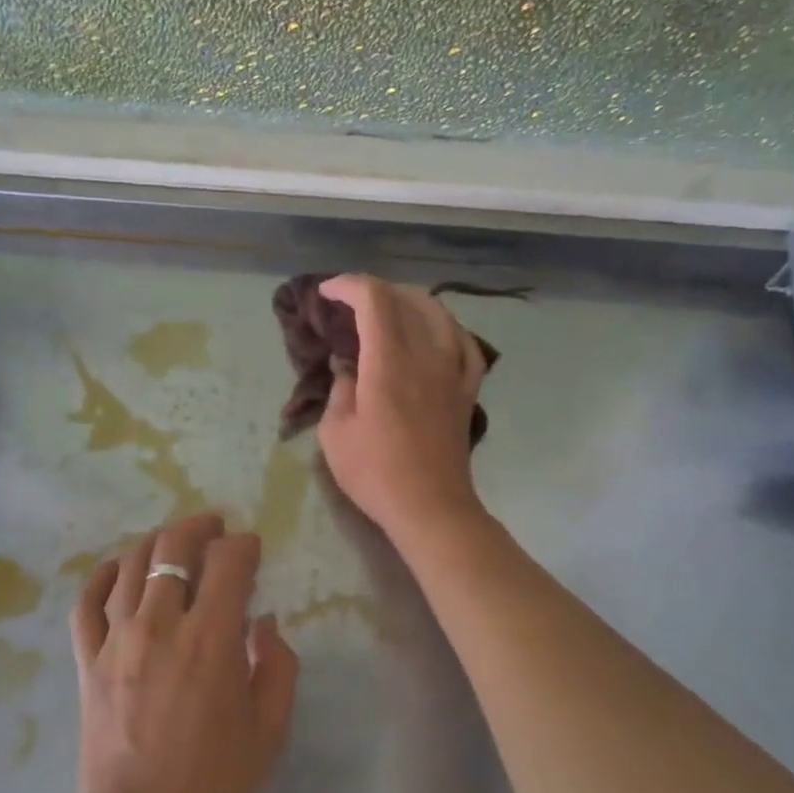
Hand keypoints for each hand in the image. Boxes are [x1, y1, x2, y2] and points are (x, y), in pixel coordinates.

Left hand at [68, 514, 298, 792]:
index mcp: (210, 640)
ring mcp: (116, 640)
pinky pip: (88, 601)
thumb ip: (277, 664)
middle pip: (175, 548)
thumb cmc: (215, 783)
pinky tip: (121, 569)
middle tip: (215, 527)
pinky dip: (104, 575)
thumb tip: (264, 623)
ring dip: (158, 542)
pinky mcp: (87, 660)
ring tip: (174, 542)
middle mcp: (160, 625)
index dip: (244, 546)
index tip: (252, 549)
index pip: (227, 563)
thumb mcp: (270, 729)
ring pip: (133, 564)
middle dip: (200, 527)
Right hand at [316, 274, 489, 546]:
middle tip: (351, 301)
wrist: (430, 506)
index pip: (374, 301)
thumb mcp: (335, 432)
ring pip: (440, 315)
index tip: (327, 292)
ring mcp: (452, 372)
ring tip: (391, 307)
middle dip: (375, 289)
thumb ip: (340, 389)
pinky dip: (447, 328)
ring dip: (411, 301)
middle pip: (407, 300)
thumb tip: (347, 366)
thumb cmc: (375, 472)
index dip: (349, 286)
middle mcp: (426, 356)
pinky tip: (437, 333)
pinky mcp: (466, 390)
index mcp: (388, 363)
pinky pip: (465, 345)